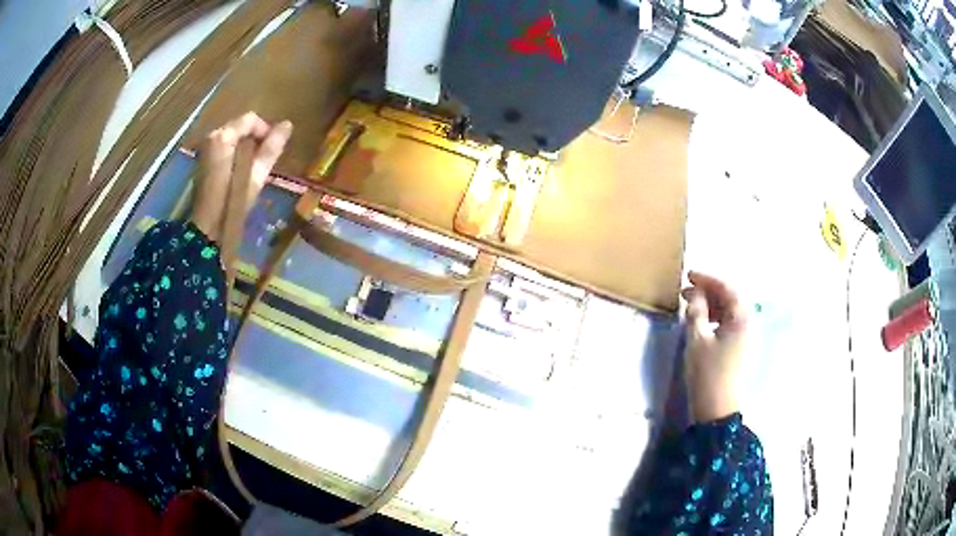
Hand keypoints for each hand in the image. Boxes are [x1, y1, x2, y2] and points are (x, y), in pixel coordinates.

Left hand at [190, 112, 292, 241]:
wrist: (205, 229)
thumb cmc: (231, 202)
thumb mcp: (255, 176)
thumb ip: (270, 148)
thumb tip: (287, 125)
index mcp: (223, 137)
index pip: (251, 119)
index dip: (266, 130)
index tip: (273, 150)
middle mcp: (211, 137)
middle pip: (240, 127)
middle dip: (254, 139)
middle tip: (265, 161)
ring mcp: (205, 149)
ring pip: (232, 138)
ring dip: (245, 148)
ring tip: (254, 168)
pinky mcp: (203, 161)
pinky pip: (224, 148)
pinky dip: (235, 155)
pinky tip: (240, 172)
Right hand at [681, 271, 748, 423]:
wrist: (717, 407)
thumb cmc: (707, 372)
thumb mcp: (696, 339)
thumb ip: (696, 311)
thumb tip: (695, 295)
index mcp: (741, 317)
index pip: (727, 288)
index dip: (707, 279)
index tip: (688, 275)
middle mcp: (748, 323)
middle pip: (730, 297)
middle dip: (709, 291)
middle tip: (686, 291)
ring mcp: (745, 336)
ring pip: (729, 310)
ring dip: (711, 304)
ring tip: (691, 305)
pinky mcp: (740, 347)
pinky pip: (729, 322)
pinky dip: (715, 317)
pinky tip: (701, 322)